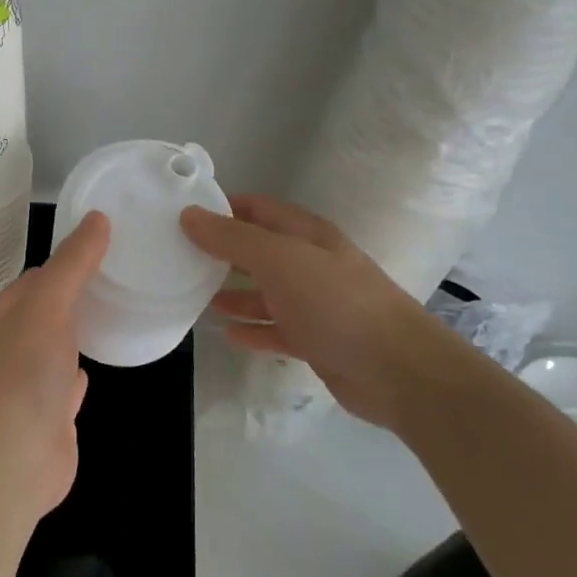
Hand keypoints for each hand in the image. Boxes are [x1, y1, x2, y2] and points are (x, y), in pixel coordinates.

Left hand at [0, 211, 110, 519]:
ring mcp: (30, 384)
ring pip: (58, 347)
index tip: (103, 246)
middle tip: (119, 275)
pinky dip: (81, 372)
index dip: (66, 260)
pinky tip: (97, 364)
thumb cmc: (23, 372)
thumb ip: (73, 264)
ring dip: (78, 332)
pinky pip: (68, 385)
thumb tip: (98, 217)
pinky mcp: (51, 417)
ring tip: (115, 312)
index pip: (35, 278)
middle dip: (75, 295)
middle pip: (46, 312)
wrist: (12, 460)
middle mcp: (12, 347)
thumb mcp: (48, 304)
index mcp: (3, 317)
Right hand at [180, 195, 456, 432]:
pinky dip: (252, 329)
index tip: (184, 214)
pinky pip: (276, 329)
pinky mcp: (316, 340)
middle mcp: (311, 264)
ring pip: (266, 292)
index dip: (223, 207)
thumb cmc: (335, 303)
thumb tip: (189, 214)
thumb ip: (232, 238)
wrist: (397, 370)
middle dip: (222, 251)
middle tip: (180, 256)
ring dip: (233, 292)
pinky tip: (226, 333)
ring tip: (194, 295)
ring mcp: (315, 304)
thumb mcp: (279, 260)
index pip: (258, 208)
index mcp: (306, 235)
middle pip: (260, 250)